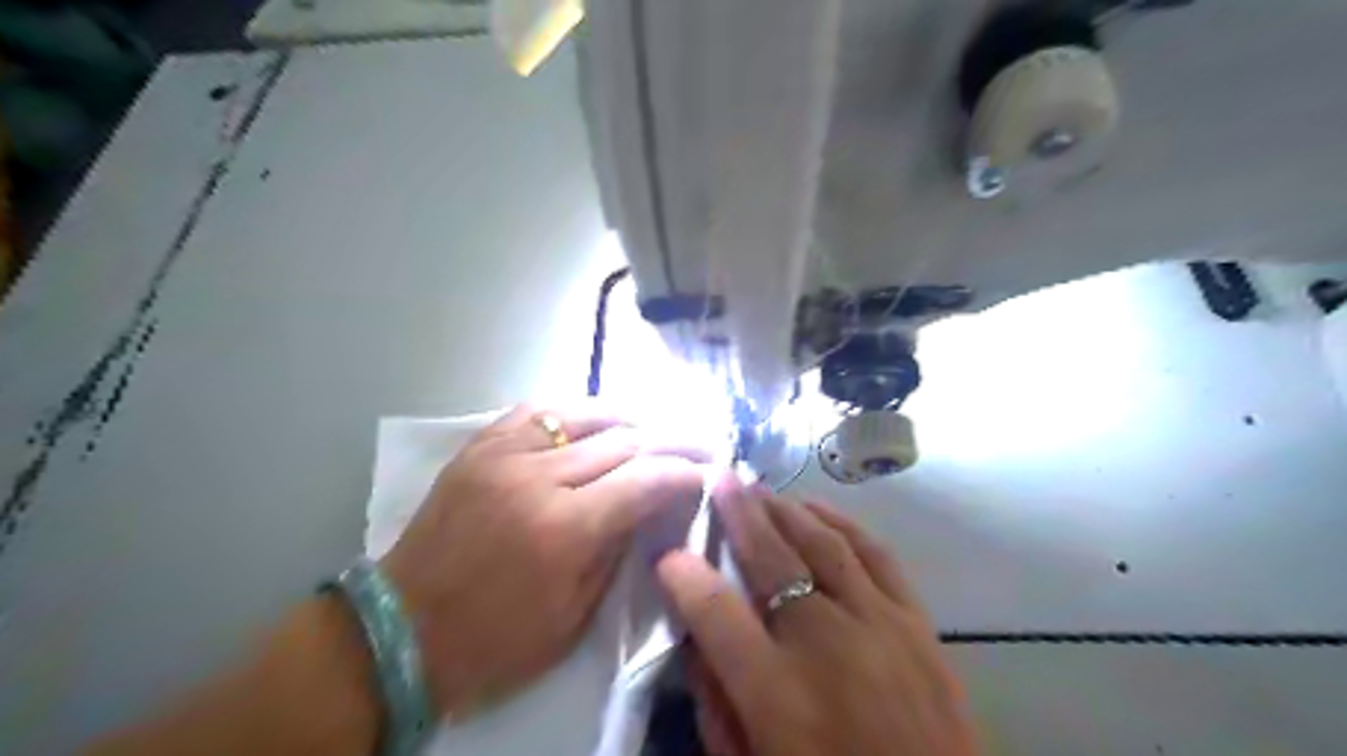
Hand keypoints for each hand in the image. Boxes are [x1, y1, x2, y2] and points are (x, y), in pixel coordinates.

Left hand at [381, 402, 705, 715]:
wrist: (401, 631)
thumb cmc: (495, 641)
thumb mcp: (574, 616)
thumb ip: (617, 550)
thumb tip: (650, 506)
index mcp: (564, 529)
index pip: (645, 480)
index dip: (684, 472)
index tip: (706, 473)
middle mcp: (537, 478)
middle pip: (623, 441)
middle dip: (670, 441)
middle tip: (697, 445)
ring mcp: (502, 456)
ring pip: (583, 415)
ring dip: (628, 419)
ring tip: (653, 429)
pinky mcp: (478, 449)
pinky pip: (536, 412)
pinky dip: (573, 412)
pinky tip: (592, 421)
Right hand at [659, 484, 975, 755]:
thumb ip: (717, 705)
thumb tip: (696, 641)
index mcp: (777, 692)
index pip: (715, 612)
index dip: (685, 576)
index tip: (667, 554)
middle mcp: (825, 644)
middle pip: (772, 559)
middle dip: (739, 514)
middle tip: (719, 479)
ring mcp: (879, 625)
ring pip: (823, 544)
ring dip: (786, 510)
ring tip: (760, 488)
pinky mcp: (917, 623)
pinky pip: (877, 555)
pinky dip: (844, 524)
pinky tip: (818, 508)